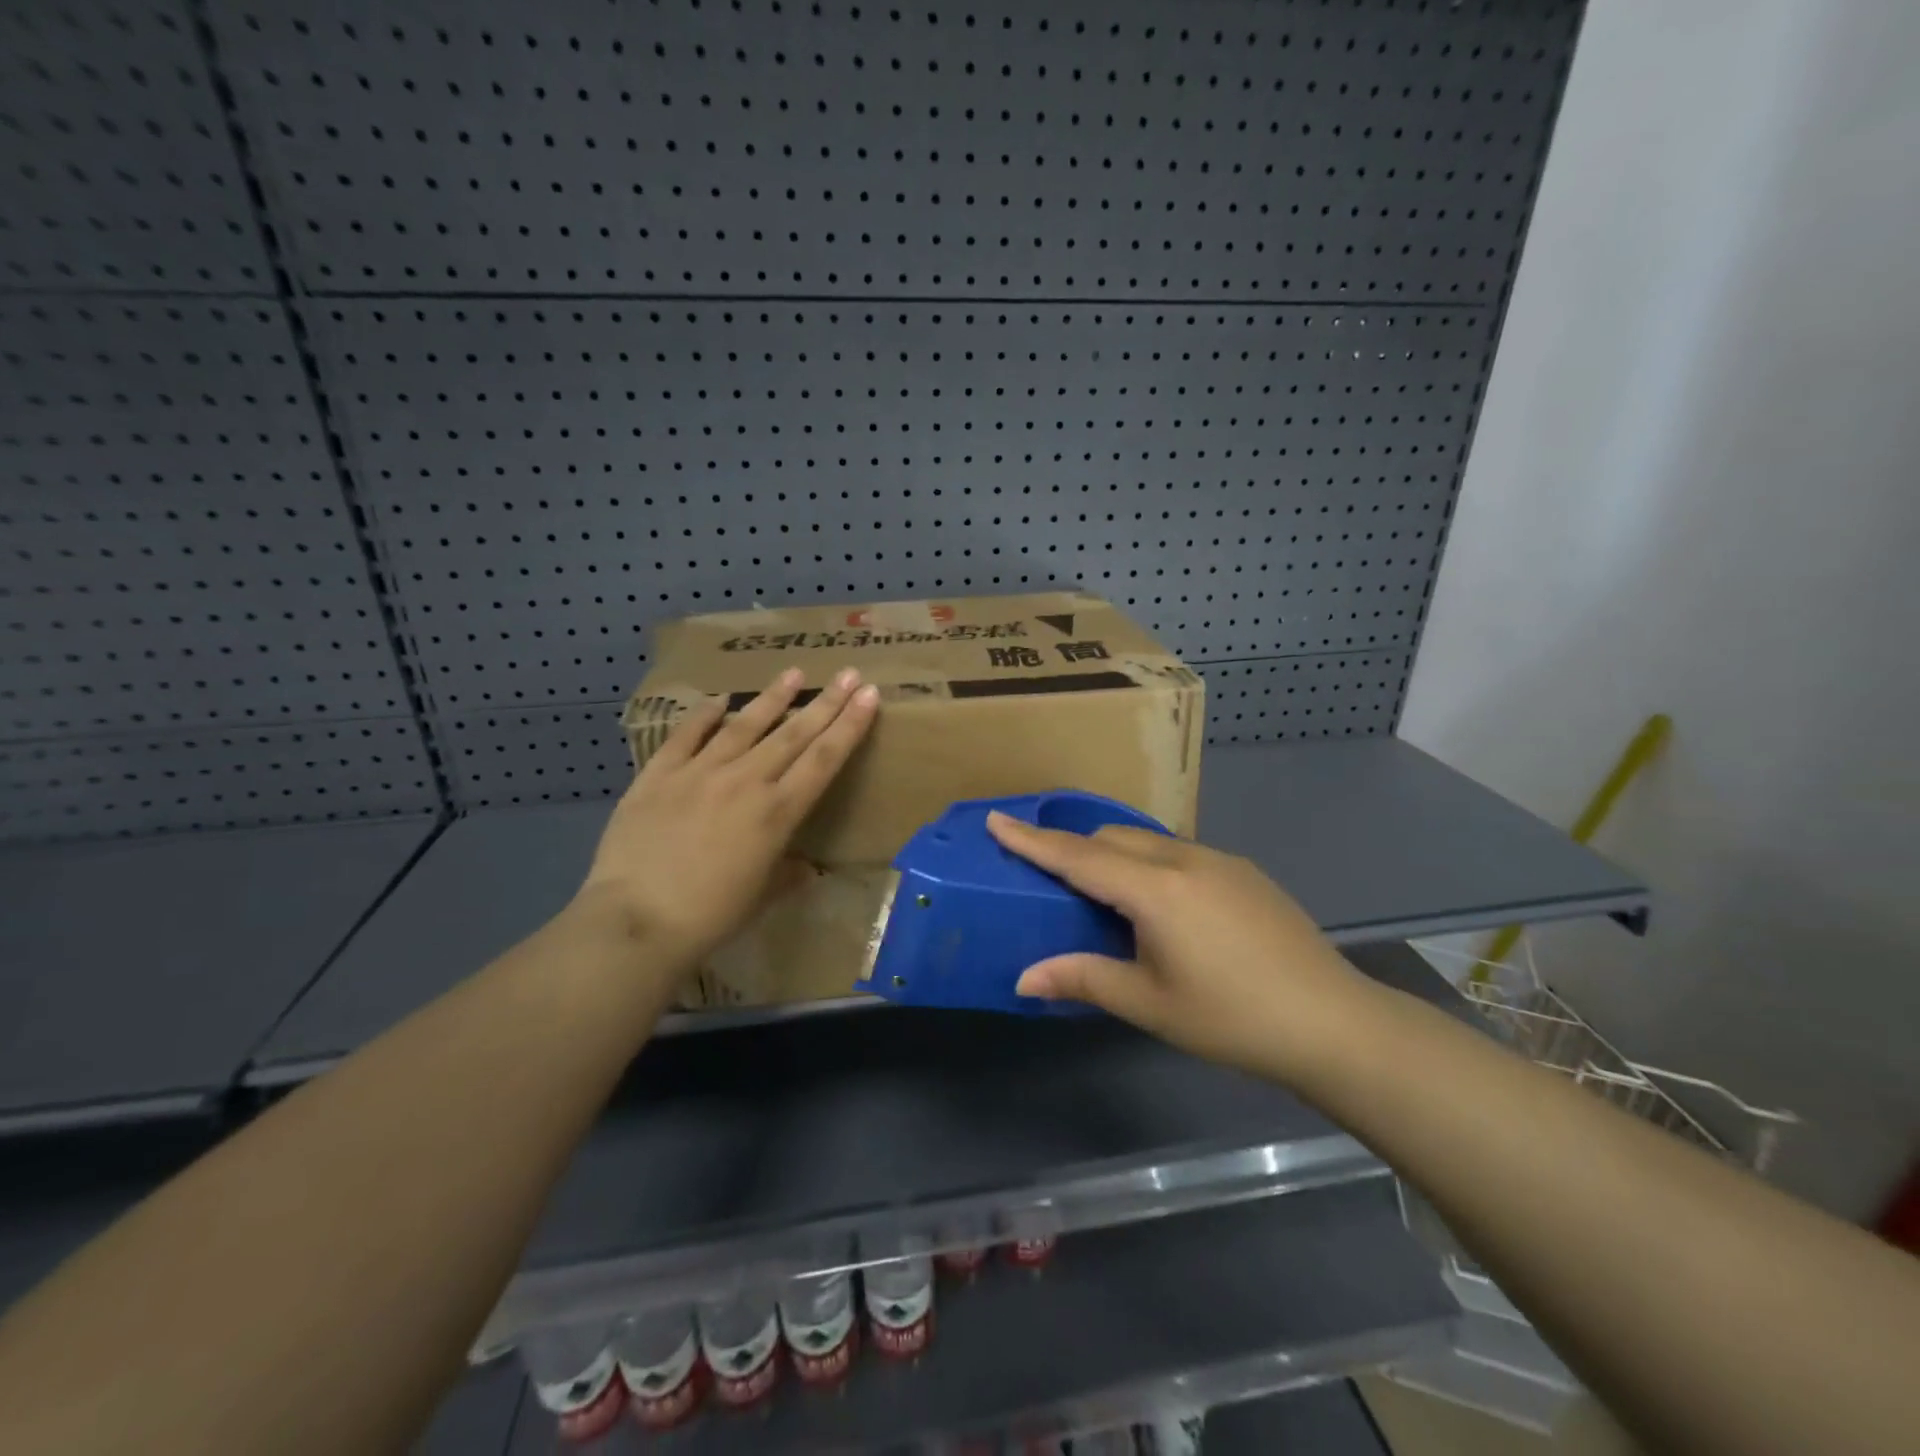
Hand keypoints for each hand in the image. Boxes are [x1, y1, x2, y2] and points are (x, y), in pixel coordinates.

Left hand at [578, 667, 879, 967]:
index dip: (849, 725)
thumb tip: (804, 867)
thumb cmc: (710, 916)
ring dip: (773, 698)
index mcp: (777, 813)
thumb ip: (787, 874)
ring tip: (793, 673)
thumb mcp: (762, 897)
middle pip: (793, 734)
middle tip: (849, 673)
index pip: (824, 759)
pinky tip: (719, 699)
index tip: (868, 695)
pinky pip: (686, 736)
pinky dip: (703, 715)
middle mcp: (745, 782)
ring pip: (744, 725)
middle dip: (825, 701)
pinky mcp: (659, 775)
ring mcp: (700, 772)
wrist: (636, 920)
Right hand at [986, 815, 1376, 1087]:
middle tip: (1049, 879)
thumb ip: (1083, 979)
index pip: (1079, 856)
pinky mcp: (1243, 872)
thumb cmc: (1231, 1018)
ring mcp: (1219, 860)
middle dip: (1074, 850)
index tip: (996, 820)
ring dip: (1114, 857)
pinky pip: (1178, 854)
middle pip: (1111, 839)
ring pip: (1147, 842)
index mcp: (1155, 889)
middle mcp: (1184, 859)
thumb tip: (1023, 979)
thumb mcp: (1149, 1004)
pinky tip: (1161, 909)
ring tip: (1104, 898)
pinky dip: (1150, 866)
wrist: (1332, 1022)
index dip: (1033, 840)